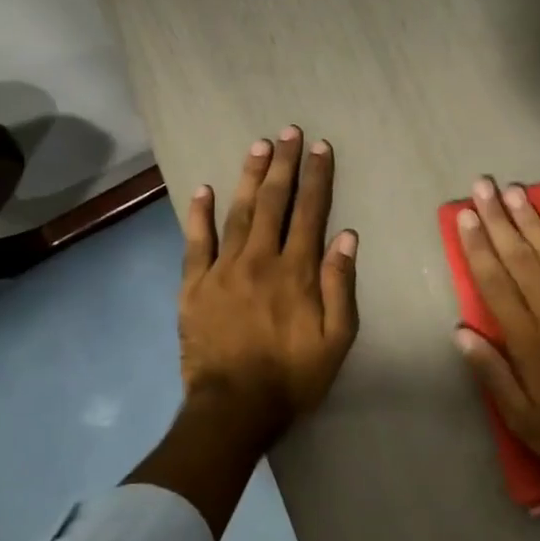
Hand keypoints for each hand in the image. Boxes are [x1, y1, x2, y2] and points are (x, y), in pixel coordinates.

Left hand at [178, 127, 359, 445]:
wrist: (234, 408)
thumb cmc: (293, 377)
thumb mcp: (336, 340)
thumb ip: (341, 287)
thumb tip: (346, 237)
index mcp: (297, 272)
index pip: (310, 213)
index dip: (317, 179)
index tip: (321, 148)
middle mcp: (260, 260)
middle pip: (273, 203)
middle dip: (284, 165)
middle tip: (289, 132)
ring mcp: (223, 270)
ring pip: (237, 212)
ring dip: (249, 177)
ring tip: (258, 146)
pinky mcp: (194, 286)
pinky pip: (195, 242)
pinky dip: (199, 214)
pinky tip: (202, 189)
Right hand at [452, 177, 539, 491]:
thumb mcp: (525, 421)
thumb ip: (493, 374)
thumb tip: (461, 331)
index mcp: (531, 342)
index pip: (497, 285)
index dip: (479, 248)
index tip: (466, 216)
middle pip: (523, 260)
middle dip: (501, 221)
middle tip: (484, 186)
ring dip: (534, 222)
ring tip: (516, 191)